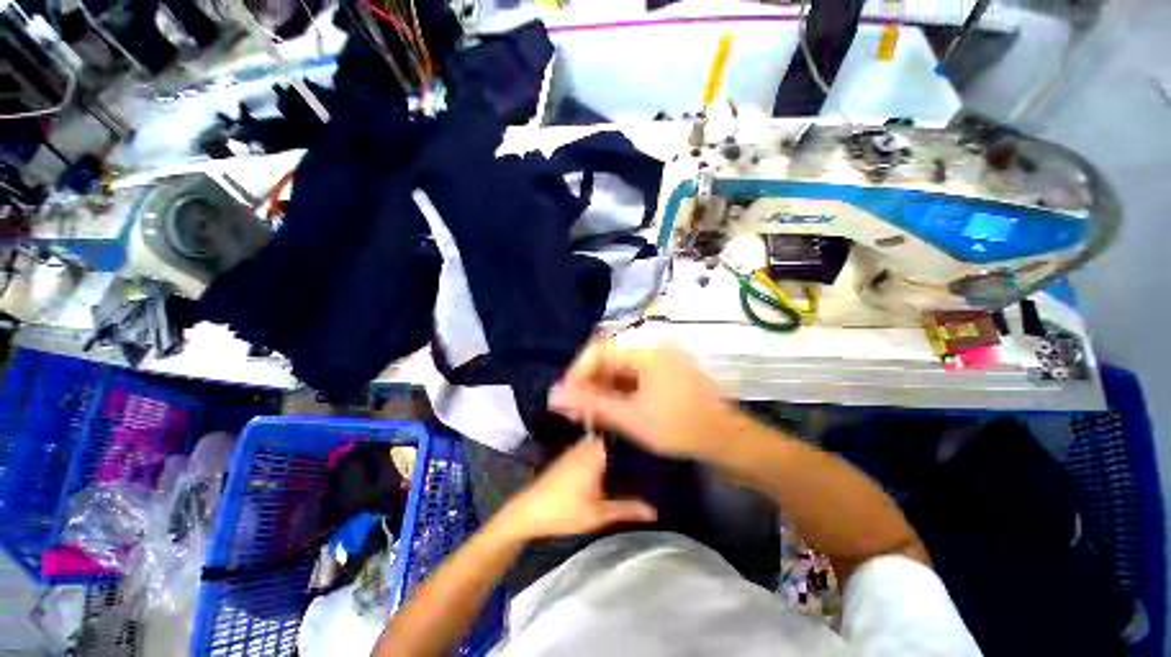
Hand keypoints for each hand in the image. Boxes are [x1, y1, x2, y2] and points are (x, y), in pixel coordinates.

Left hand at [491, 438, 656, 541]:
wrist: (528, 511)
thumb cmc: (563, 512)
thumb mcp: (598, 514)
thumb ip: (627, 509)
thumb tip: (654, 510)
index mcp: (596, 452)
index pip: (624, 438)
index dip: (641, 442)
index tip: (657, 450)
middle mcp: (588, 444)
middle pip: (616, 439)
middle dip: (632, 447)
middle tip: (654, 459)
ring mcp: (578, 447)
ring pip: (605, 442)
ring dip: (619, 450)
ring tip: (641, 461)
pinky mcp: (572, 454)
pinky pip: (595, 447)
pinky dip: (607, 453)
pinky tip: (616, 466)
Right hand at [549, 342, 738, 460]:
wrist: (727, 442)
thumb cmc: (680, 429)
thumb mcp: (631, 418)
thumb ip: (591, 404)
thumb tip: (554, 394)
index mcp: (646, 352)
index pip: (599, 350)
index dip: (577, 372)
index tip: (564, 397)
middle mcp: (652, 350)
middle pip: (608, 360)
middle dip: (588, 385)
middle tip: (574, 411)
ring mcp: (659, 362)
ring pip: (619, 371)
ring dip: (601, 391)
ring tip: (587, 415)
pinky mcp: (663, 375)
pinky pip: (632, 379)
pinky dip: (617, 394)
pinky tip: (608, 411)